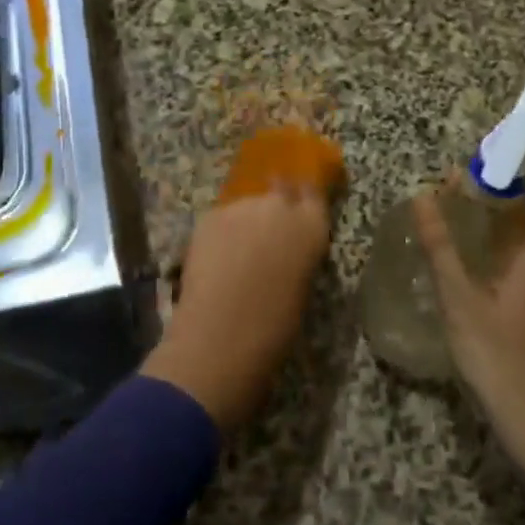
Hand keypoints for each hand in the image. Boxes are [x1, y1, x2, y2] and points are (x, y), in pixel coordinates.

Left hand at [143, 130, 340, 428]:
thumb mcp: (302, 286)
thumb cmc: (274, 327)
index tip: (300, 204)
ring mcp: (242, 207)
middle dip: (275, 202)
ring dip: (246, 220)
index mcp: (312, 227)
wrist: (221, 336)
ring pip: (247, 205)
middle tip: (266, 230)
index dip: (306, 197)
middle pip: (280, 188)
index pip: (314, 193)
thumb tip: (287, 248)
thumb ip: (298, 255)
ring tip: (237, 251)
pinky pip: (221, 218)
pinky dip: (221, 232)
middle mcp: (280, 206)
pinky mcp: (210, 216)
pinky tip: (215, 257)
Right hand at [412, 189, 524, 518]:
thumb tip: (424, 198)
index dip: (488, 181)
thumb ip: (440, 246)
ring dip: (481, 232)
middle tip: (438, 201)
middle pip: (515, 219)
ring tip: (441, 227)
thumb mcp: (459, 297)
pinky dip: (486, 257)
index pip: (518, 198)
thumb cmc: (497, 353)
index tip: (452, 177)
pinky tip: (458, 267)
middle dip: (479, 205)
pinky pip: (511, 267)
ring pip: (512, 246)